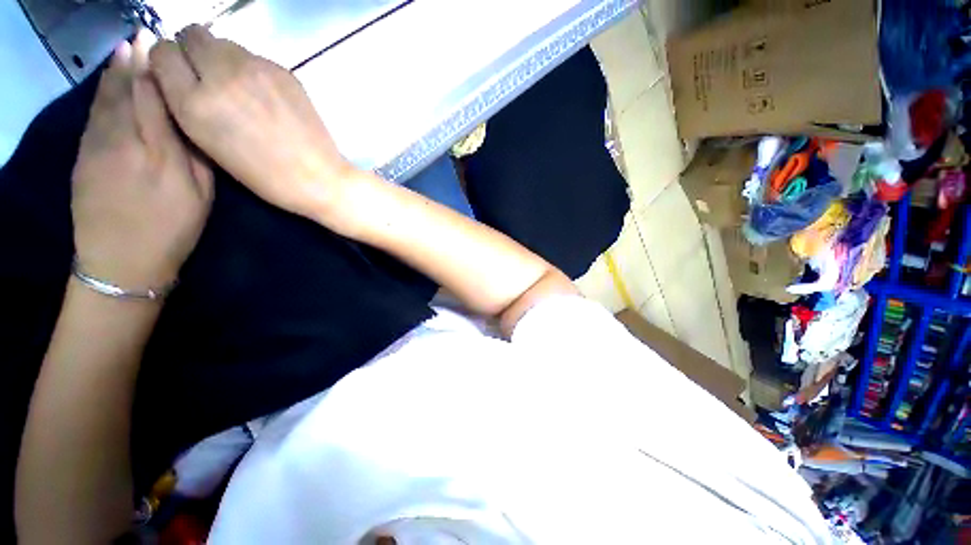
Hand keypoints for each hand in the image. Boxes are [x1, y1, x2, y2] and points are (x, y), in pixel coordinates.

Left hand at [72, 32, 213, 288]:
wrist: (122, 264)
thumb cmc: (172, 232)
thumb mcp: (200, 199)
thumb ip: (197, 159)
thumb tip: (193, 125)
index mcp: (162, 155)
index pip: (157, 101)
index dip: (158, 73)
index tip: (164, 50)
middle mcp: (126, 143)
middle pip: (128, 94)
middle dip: (135, 63)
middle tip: (142, 37)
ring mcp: (99, 149)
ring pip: (106, 101)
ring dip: (114, 72)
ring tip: (123, 49)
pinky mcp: (83, 158)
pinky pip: (92, 117)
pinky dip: (99, 94)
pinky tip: (105, 82)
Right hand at [149, 25, 356, 221]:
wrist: (318, 177)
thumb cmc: (263, 174)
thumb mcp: (208, 144)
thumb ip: (185, 103)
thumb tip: (176, 72)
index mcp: (194, 103)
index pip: (162, 52)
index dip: (168, 61)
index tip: (176, 73)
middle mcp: (221, 75)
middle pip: (192, 34)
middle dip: (193, 50)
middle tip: (206, 74)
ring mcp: (256, 69)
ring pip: (224, 41)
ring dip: (222, 57)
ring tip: (237, 87)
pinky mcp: (283, 70)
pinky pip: (253, 55)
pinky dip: (250, 67)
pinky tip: (264, 94)